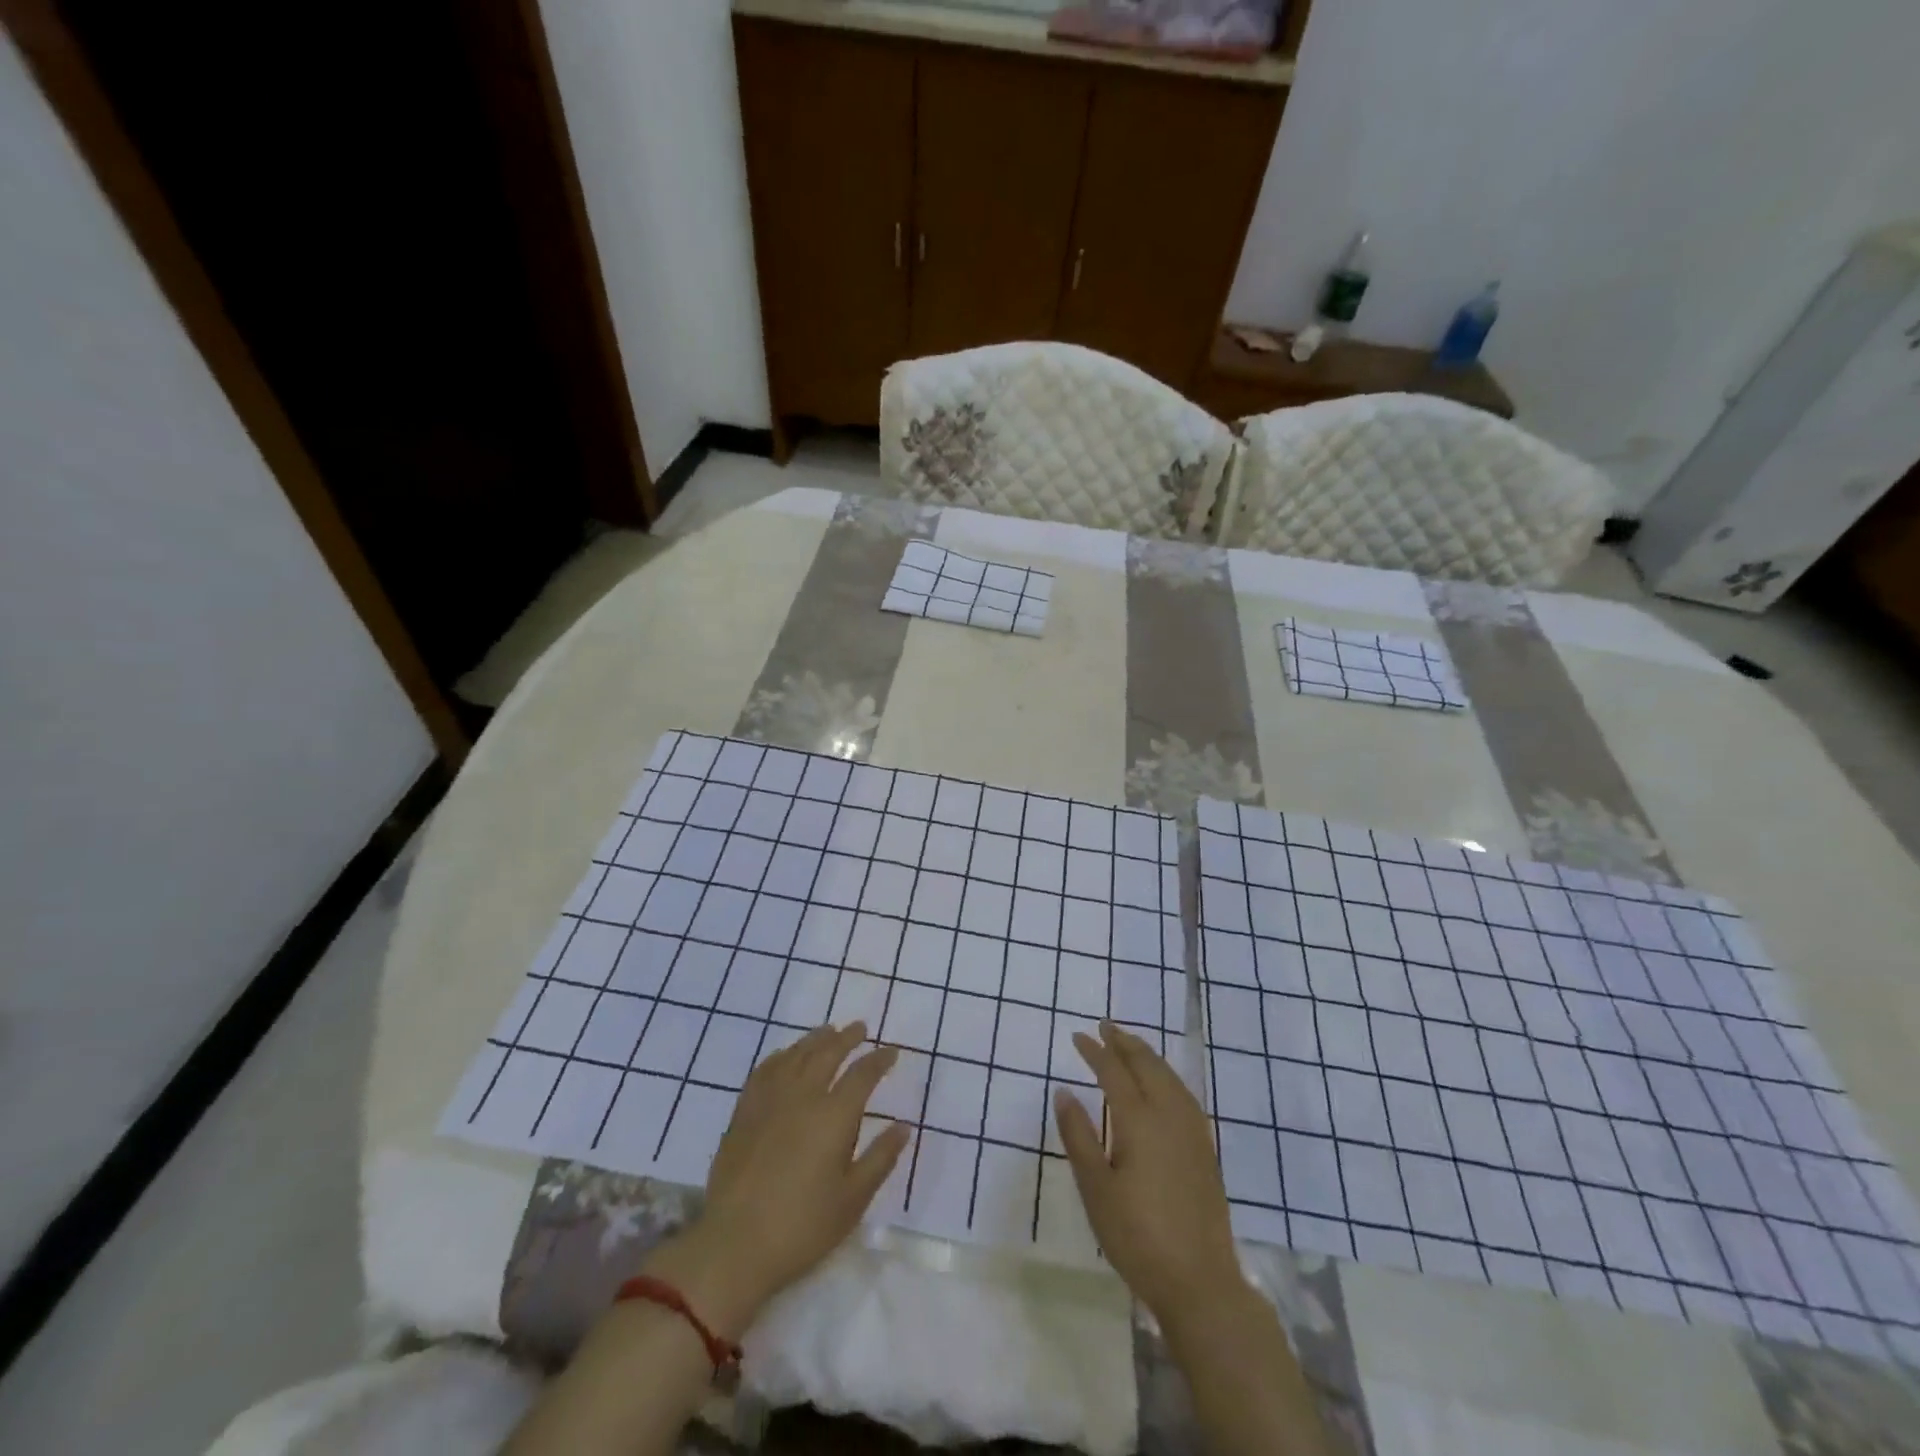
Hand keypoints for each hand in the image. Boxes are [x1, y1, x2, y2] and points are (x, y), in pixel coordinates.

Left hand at [652, 1022, 908, 1336]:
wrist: (735, 1245)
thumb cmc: (802, 1227)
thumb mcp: (853, 1200)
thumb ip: (880, 1158)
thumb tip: (903, 1127)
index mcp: (834, 1115)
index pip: (862, 1074)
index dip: (879, 1060)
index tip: (891, 1052)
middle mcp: (803, 1096)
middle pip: (828, 1053)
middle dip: (847, 1038)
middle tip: (860, 1028)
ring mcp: (769, 1100)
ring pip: (796, 1055)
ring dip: (815, 1039)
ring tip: (827, 1031)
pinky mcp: (744, 1112)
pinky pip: (764, 1070)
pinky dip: (780, 1056)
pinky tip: (785, 1056)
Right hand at [1054, 1022, 1245, 1325]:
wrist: (1200, 1282)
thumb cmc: (1137, 1237)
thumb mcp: (1096, 1189)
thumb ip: (1079, 1136)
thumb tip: (1064, 1091)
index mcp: (1140, 1121)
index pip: (1114, 1073)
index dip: (1095, 1051)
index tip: (1078, 1036)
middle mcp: (1169, 1116)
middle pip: (1147, 1065)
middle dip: (1125, 1042)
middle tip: (1105, 1026)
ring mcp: (1192, 1131)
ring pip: (1169, 1076)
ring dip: (1147, 1055)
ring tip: (1130, 1044)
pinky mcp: (1204, 1149)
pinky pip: (1183, 1093)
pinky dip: (1166, 1075)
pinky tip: (1162, 1083)